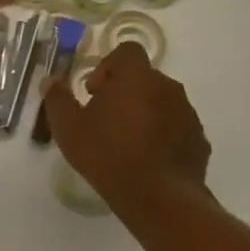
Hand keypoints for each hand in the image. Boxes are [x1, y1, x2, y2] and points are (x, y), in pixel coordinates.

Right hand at [41, 41, 211, 217]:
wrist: (159, 199)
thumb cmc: (108, 155)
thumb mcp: (69, 128)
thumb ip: (57, 99)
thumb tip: (50, 81)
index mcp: (136, 77)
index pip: (127, 51)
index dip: (107, 66)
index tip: (94, 93)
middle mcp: (167, 86)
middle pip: (143, 77)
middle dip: (124, 92)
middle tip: (105, 121)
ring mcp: (187, 113)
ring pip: (161, 102)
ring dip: (144, 113)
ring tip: (126, 144)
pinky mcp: (199, 140)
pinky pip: (176, 127)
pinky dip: (162, 135)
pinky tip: (147, 160)